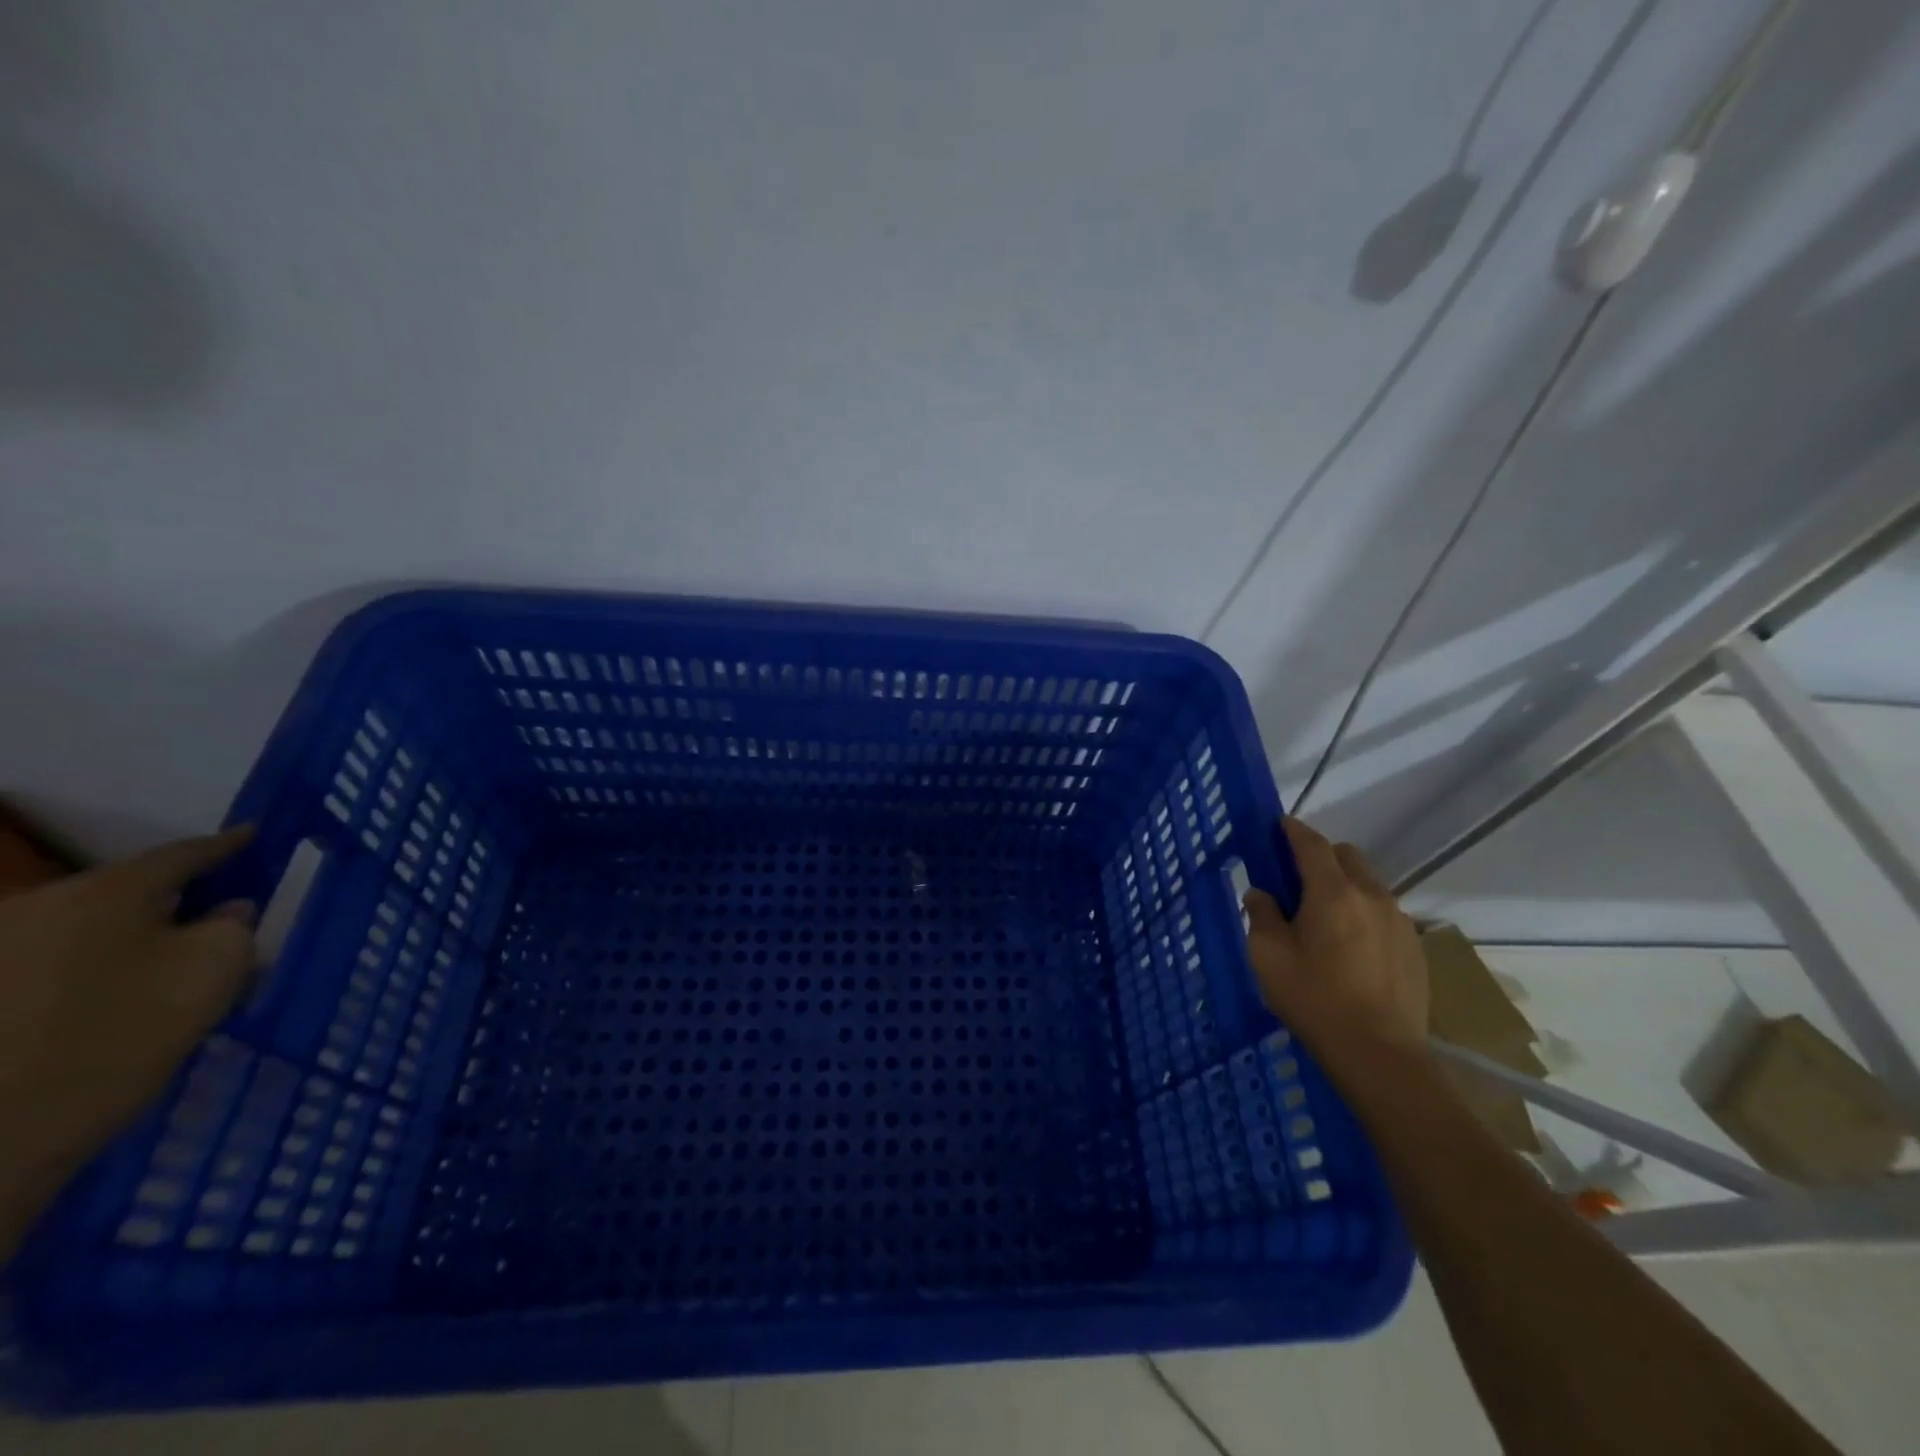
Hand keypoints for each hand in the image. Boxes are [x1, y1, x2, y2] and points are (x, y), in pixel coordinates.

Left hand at [0, 826, 257, 1260]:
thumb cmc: (122, 1034)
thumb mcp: (213, 971)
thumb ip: (234, 927)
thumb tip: (225, 912)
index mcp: (105, 891)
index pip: (183, 854)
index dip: (227, 845)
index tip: (256, 835)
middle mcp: (38, 907)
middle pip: (125, 892)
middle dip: (173, 903)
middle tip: (214, 922)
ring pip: (86, 930)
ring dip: (129, 942)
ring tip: (164, 973)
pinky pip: (52, 966)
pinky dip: (92, 973)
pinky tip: (111, 1006)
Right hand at [1243, 818, 1426, 1061]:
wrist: (1378, 1054)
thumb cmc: (1314, 999)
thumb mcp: (1268, 956)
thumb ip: (1261, 916)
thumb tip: (1261, 894)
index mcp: (1332, 892)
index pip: (1312, 844)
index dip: (1293, 830)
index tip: (1278, 825)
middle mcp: (1371, 896)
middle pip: (1347, 856)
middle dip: (1322, 856)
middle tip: (1297, 879)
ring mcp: (1399, 921)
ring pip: (1369, 884)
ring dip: (1344, 885)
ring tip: (1325, 917)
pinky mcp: (1415, 947)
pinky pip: (1384, 913)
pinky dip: (1364, 913)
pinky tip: (1351, 946)